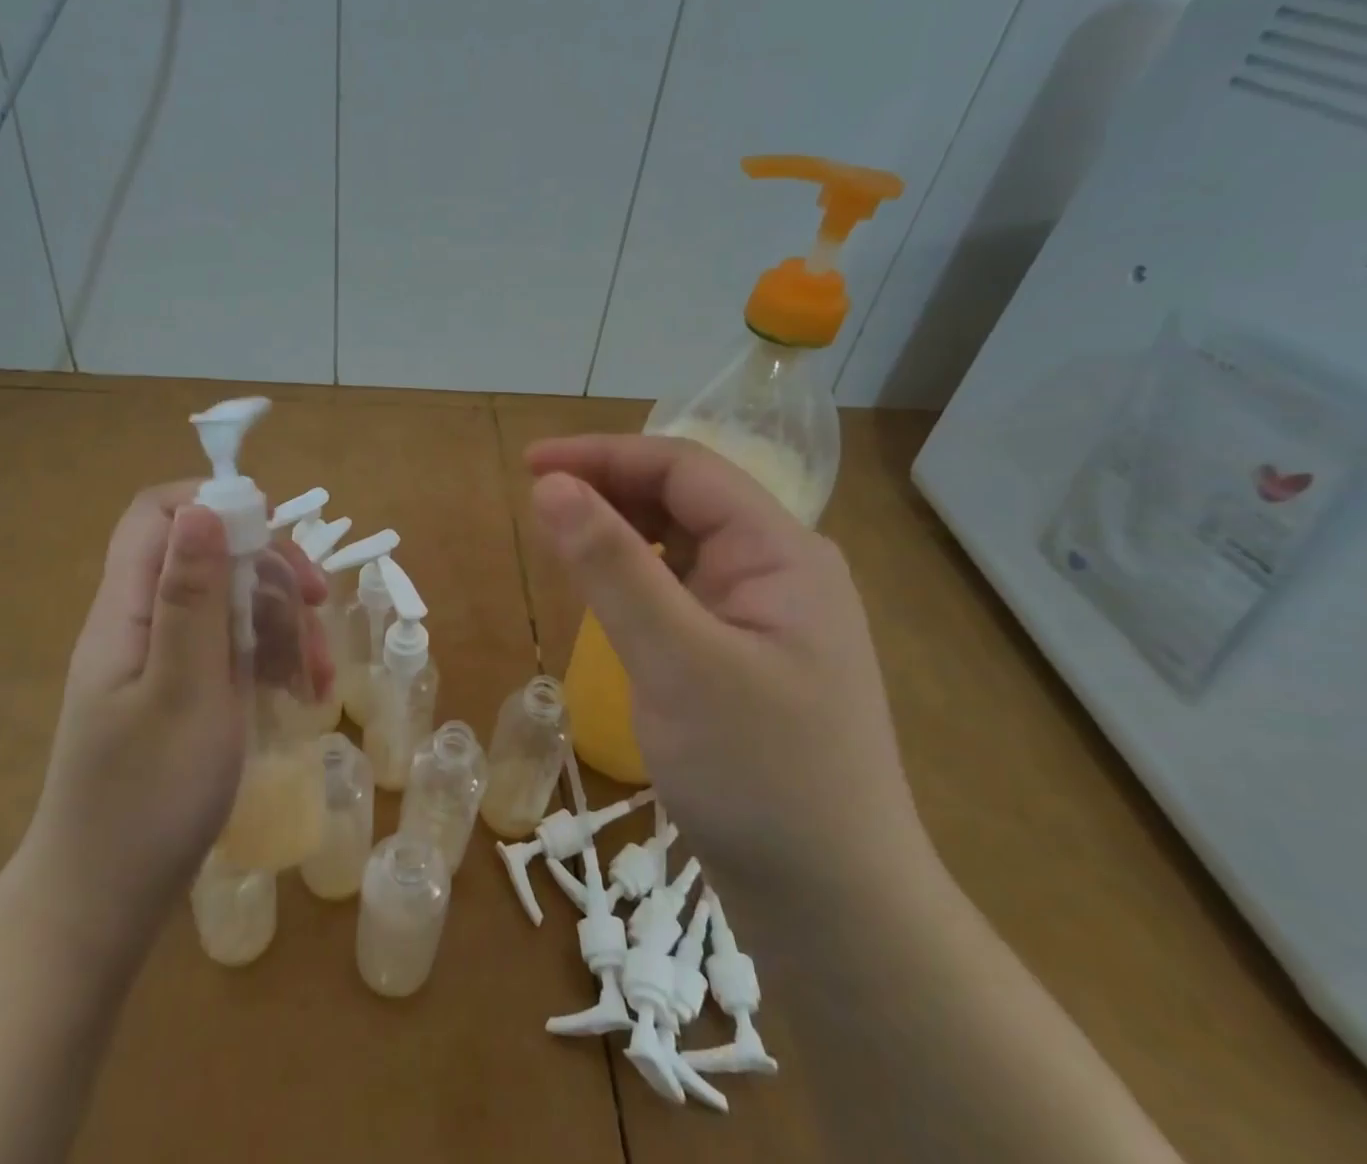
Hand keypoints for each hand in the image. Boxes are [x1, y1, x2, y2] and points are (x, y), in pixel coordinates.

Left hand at [9, 484, 329, 948]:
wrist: (103, 906)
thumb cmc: (146, 799)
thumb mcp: (183, 691)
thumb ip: (192, 597)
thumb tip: (203, 509)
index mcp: (126, 611)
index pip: (158, 515)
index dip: (215, 505)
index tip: (274, 533)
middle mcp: (141, 624)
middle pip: (208, 557)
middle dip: (269, 572)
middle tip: (319, 605)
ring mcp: (163, 661)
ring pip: (229, 605)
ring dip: (282, 624)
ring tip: (320, 676)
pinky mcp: (182, 694)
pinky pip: (231, 652)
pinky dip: (271, 661)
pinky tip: (305, 695)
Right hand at [528, 435, 933, 903]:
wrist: (836, 911)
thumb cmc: (760, 777)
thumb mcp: (676, 662)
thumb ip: (613, 567)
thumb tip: (551, 486)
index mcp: (781, 552)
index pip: (684, 469)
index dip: (603, 455)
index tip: (530, 464)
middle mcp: (780, 569)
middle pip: (686, 499)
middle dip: (610, 487)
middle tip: (537, 499)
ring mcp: (766, 615)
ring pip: (683, 544)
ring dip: (622, 530)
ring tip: (562, 536)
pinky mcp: (747, 655)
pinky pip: (683, 590)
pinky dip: (637, 577)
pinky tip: (607, 593)